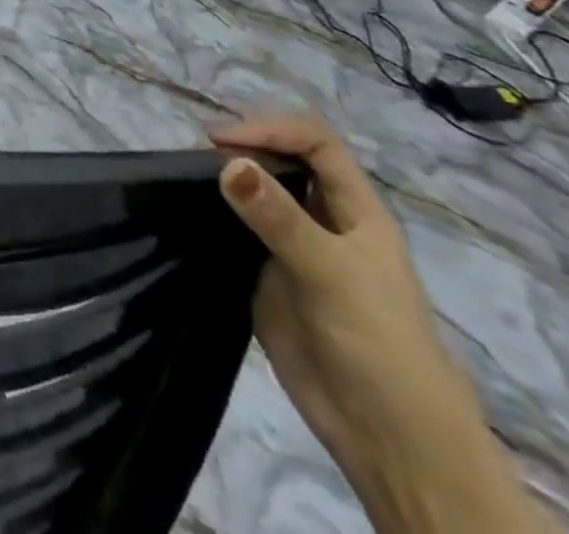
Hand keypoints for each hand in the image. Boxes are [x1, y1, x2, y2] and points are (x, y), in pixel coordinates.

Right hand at [211, 117, 553, 533]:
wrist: (386, 437)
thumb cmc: (378, 343)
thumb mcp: (330, 273)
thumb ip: (278, 218)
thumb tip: (226, 162)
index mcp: (355, 211)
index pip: (314, 144)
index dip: (271, 131)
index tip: (221, 142)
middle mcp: (323, 221)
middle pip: (282, 162)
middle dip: (242, 150)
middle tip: (194, 157)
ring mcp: (292, 249)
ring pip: (255, 195)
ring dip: (223, 180)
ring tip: (181, 177)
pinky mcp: (266, 277)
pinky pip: (235, 232)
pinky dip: (211, 216)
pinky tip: (186, 214)